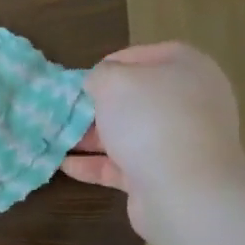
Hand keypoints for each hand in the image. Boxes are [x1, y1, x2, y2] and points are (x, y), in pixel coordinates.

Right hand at [62, 43, 244, 238]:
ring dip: (92, 137)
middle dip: (97, 105)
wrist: (183, 188)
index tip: (81, 79)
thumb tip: (99, 82)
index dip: (109, 64)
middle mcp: (188, 102)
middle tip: (66, 110)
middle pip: (135, 99)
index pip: (143, 56)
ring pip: (128, 134)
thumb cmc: (149, 120)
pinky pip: (124, 165)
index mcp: (186, 68)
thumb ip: (100, 75)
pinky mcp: (163, 175)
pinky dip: (96, 164)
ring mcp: (178, 141)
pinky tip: (65, 165)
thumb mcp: (114, 82)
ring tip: (56, 138)